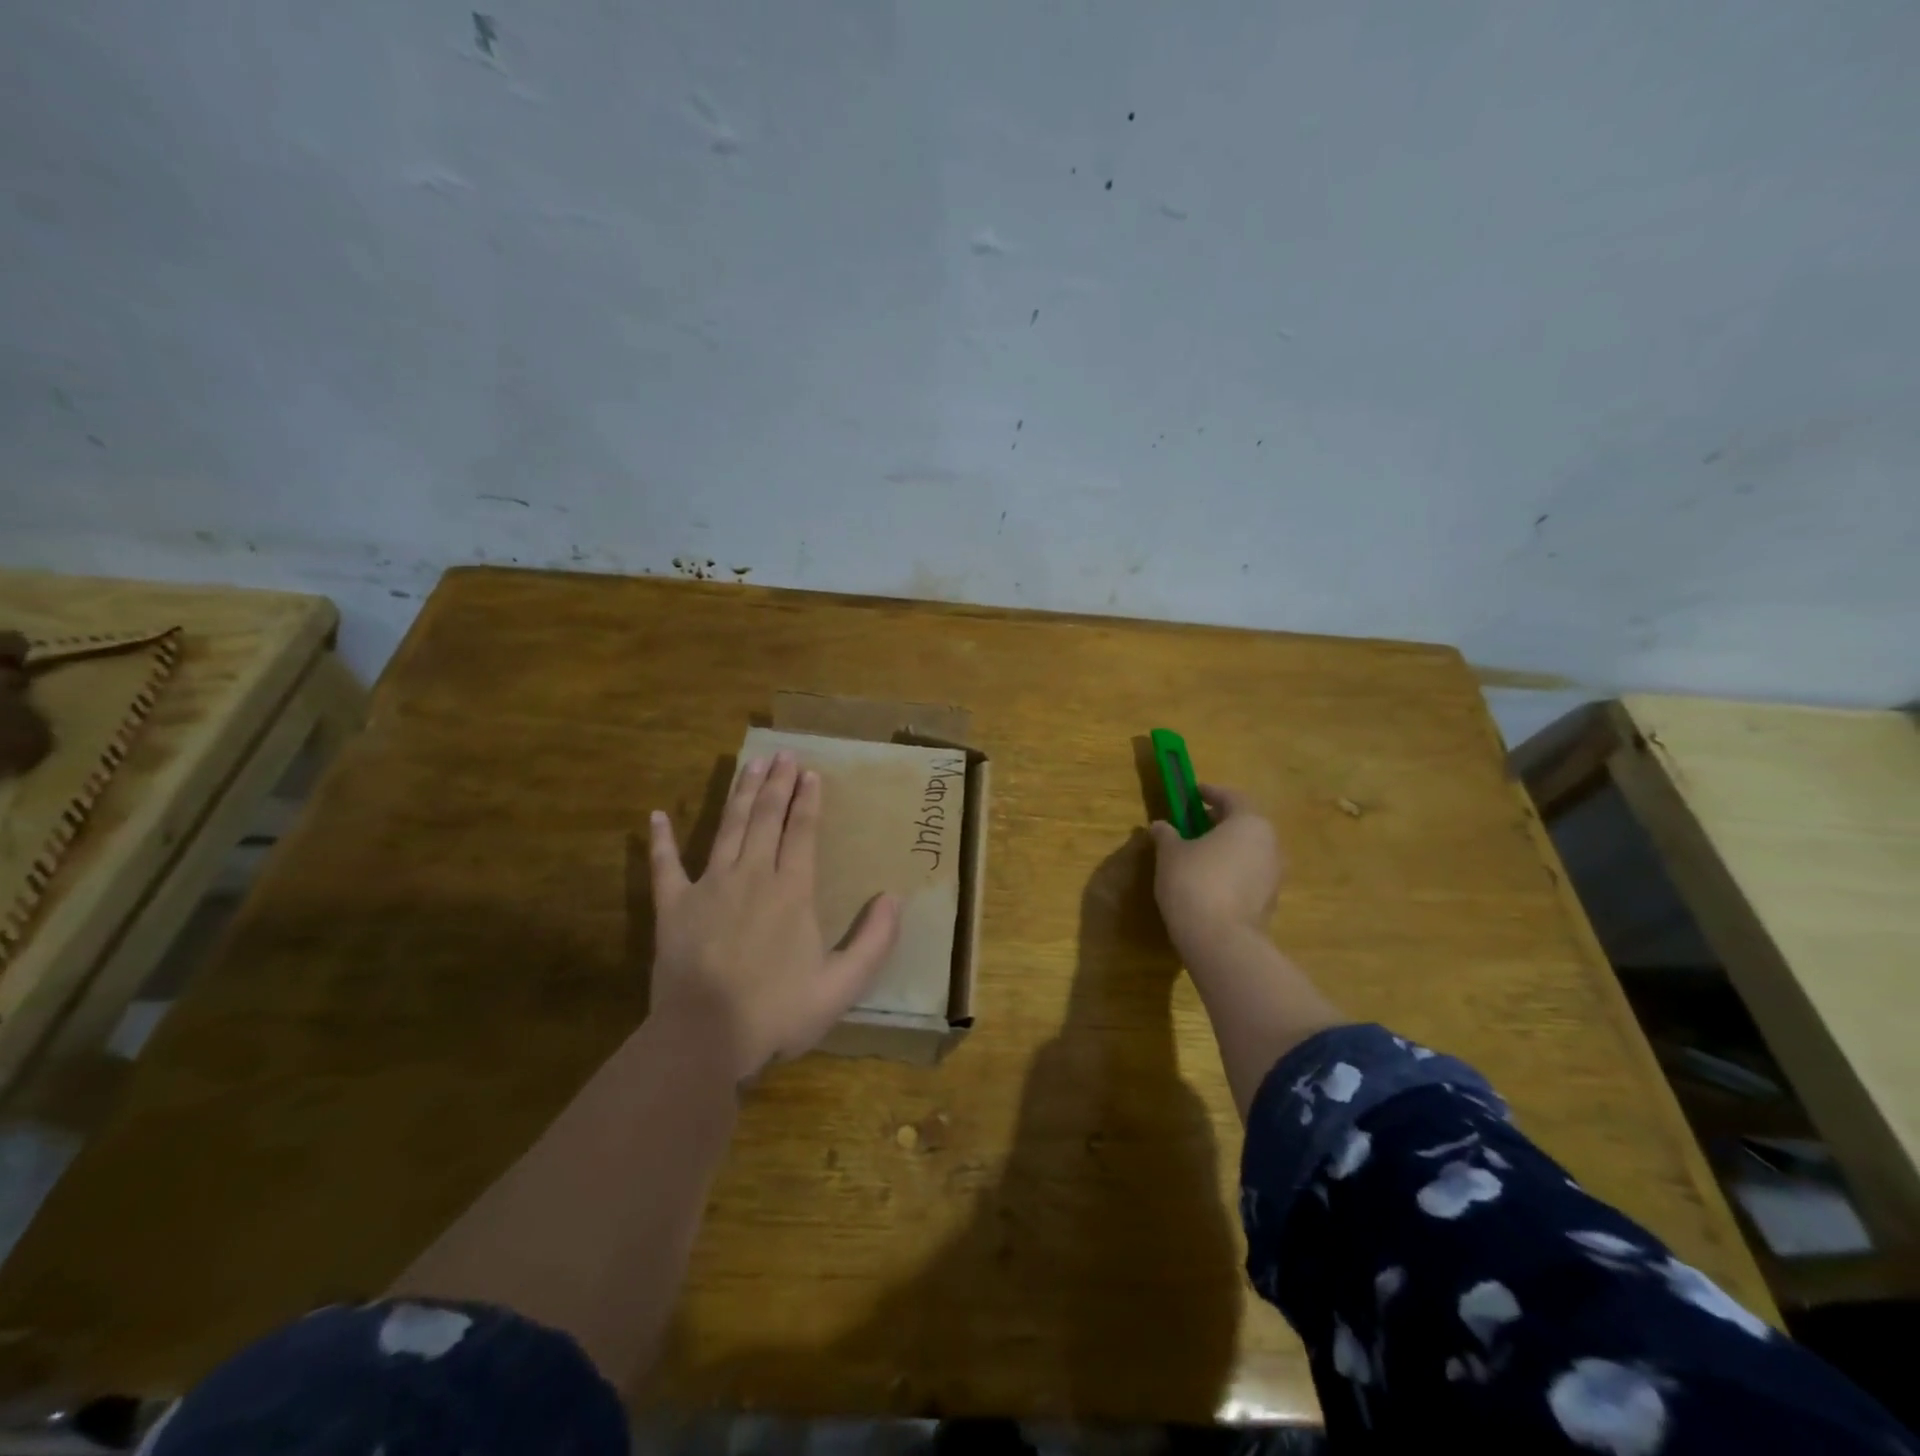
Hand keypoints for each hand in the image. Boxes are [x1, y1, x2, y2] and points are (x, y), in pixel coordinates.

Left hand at [649, 751, 900, 1078]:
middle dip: (777, 784)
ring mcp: (709, 887)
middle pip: (767, 818)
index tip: (810, 773)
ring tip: (749, 764)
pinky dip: (661, 841)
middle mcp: (752, 876)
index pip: (803, 832)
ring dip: (740, 794)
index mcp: (792, 891)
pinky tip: (657, 815)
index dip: (808, 800)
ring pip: (728, 828)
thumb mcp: (842, 986)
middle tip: (782, 753)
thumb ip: (873, 941)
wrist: (704, 1039)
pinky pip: (665, 867)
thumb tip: (893, 898)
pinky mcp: (673, 907)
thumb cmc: (777, 1012)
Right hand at [1148, 784, 1283, 959]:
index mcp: (1249, 823)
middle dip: (1219, 821)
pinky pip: (1249, 875)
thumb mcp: (1170, 854)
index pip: (1232, 797)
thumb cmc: (1194, 882)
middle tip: (1193, 824)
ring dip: (1226, 848)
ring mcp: (1274, 875)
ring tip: (1198, 854)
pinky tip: (1209, 881)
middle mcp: (1270, 844)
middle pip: (1244, 824)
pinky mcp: (1270, 902)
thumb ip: (1167, 835)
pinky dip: (1231, 871)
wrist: (1220, 941)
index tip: (1194, 793)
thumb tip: (1160, 826)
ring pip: (1249, 851)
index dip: (1211, 793)